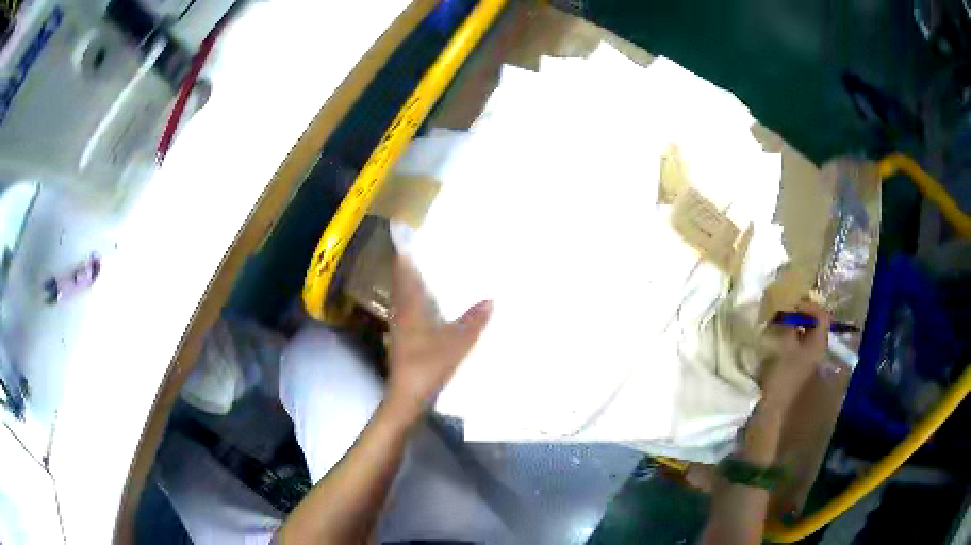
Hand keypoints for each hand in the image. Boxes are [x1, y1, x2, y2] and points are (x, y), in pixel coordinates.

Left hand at [385, 256, 491, 421]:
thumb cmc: (427, 366)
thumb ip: (473, 321)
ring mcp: (400, 329)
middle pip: (403, 283)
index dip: (405, 254)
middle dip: (412, 267)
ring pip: (406, 299)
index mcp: (409, 308)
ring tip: (434, 275)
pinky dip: (419, 304)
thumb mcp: (456, 344)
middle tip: (430, 252)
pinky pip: (410, 313)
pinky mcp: (404, 342)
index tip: (411, 236)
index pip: (403, 273)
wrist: (407, 398)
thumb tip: (491, 299)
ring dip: (416, 286)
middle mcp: (401, 313)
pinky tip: (433, 309)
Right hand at [760, 300, 830, 413]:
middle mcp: (819, 351)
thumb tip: (787, 309)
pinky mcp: (801, 370)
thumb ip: (788, 325)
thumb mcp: (783, 346)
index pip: (822, 315)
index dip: (808, 305)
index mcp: (819, 344)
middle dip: (801, 316)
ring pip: (807, 336)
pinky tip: (779, 343)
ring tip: (779, 326)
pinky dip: (792, 340)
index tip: (791, 304)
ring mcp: (811, 362)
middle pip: (816, 325)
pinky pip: (800, 347)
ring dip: (795, 328)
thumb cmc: (781, 376)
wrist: (775, 410)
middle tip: (784, 312)